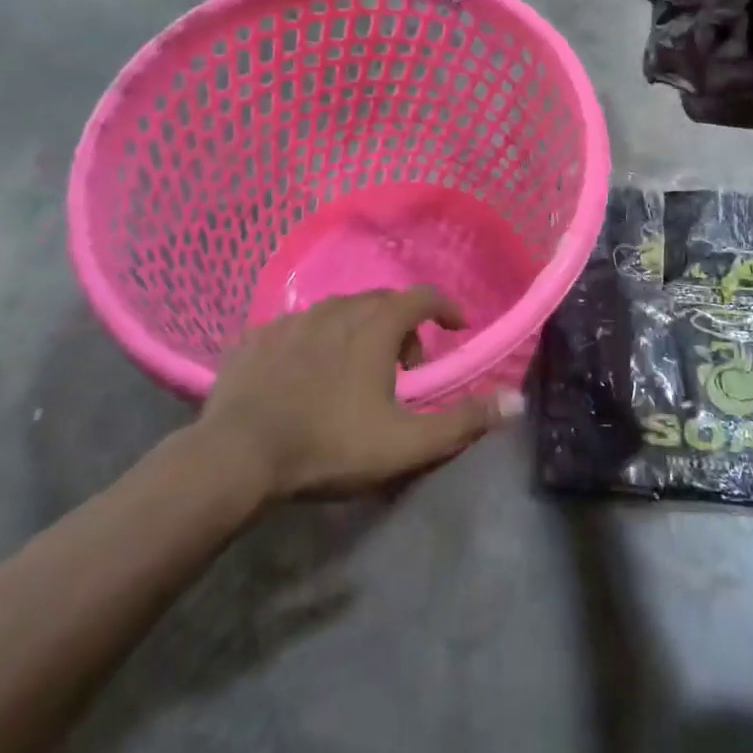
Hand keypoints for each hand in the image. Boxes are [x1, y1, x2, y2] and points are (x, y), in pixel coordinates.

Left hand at [197, 287, 520, 497]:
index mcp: (375, 325)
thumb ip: (463, 421)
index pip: (423, 297)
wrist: (236, 456)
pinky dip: (317, 340)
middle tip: (408, 366)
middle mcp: (336, 309)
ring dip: (360, 330)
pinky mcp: (258, 336)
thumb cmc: (329, 445)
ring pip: (339, 311)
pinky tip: (308, 373)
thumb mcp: (405, 442)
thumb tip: (517, 401)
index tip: (457, 326)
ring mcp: (293, 319)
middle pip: (382, 302)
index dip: (446, 307)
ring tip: (359, 370)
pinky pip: (300, 327)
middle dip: (404, 326)